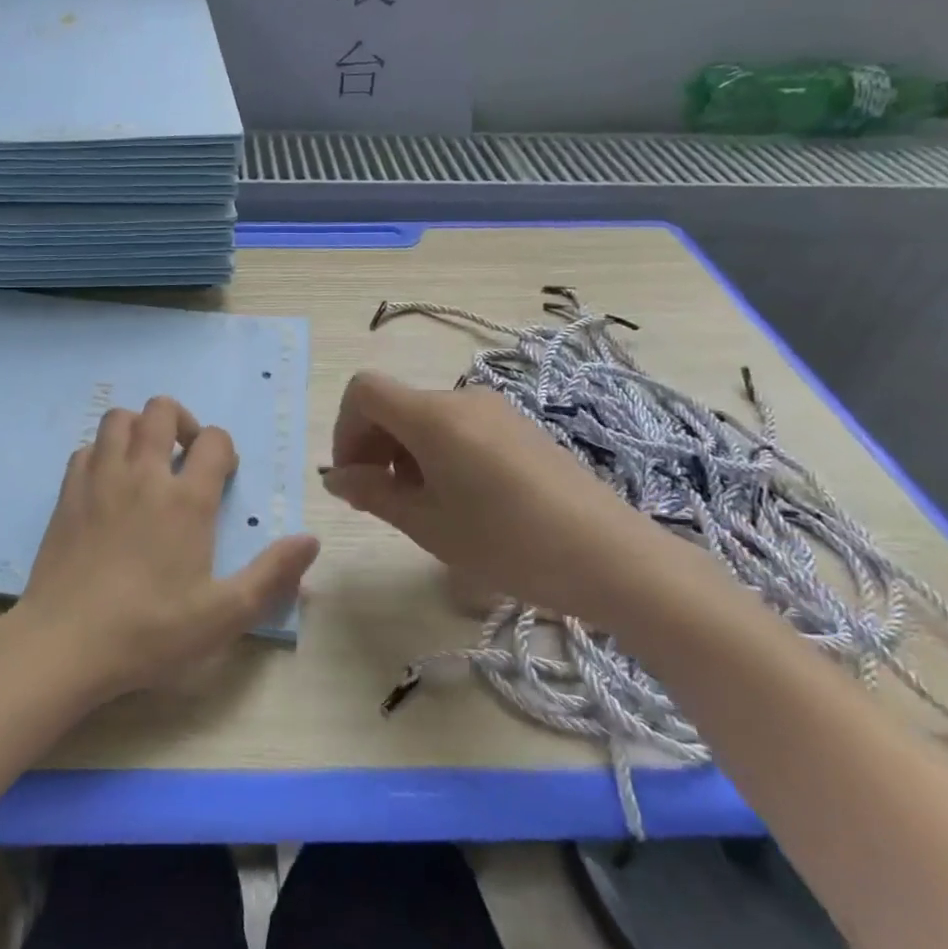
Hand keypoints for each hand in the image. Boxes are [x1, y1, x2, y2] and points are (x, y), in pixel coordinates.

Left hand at [2, 396, 319, 703]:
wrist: (65, 643)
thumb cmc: (150, 630)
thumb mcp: (223, 615)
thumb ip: (271, 575)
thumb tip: (311, 540)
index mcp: (186, 499)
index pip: (214, 440)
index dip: (224, 449)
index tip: (222, 476)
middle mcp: (143, 474)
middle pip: (162, 410)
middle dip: (181, 422)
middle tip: (185, 457)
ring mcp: (100, 478)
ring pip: (119, 418)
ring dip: (138, 428)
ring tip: (146, 461)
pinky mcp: (67, 492)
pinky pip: (86, 447)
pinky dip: (102, 453)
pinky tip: (108, 484)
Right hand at [320, 371, 654, 621]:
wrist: (611, 557)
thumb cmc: (508, 543)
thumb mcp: (428, 525)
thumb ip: (372, 494)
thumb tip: (336, 477)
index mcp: (433, 415)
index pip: (364, 391)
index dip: (345, 429)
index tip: (355, 477)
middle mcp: (461, 398)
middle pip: (395, 404)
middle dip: (373, 446)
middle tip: (380, 501)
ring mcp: (495, 409)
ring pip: (425, 417)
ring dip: (405, 453)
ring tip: (424, 507)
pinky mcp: (519, 426)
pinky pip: (458, 426)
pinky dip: (438, 452)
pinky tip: (460, 499)